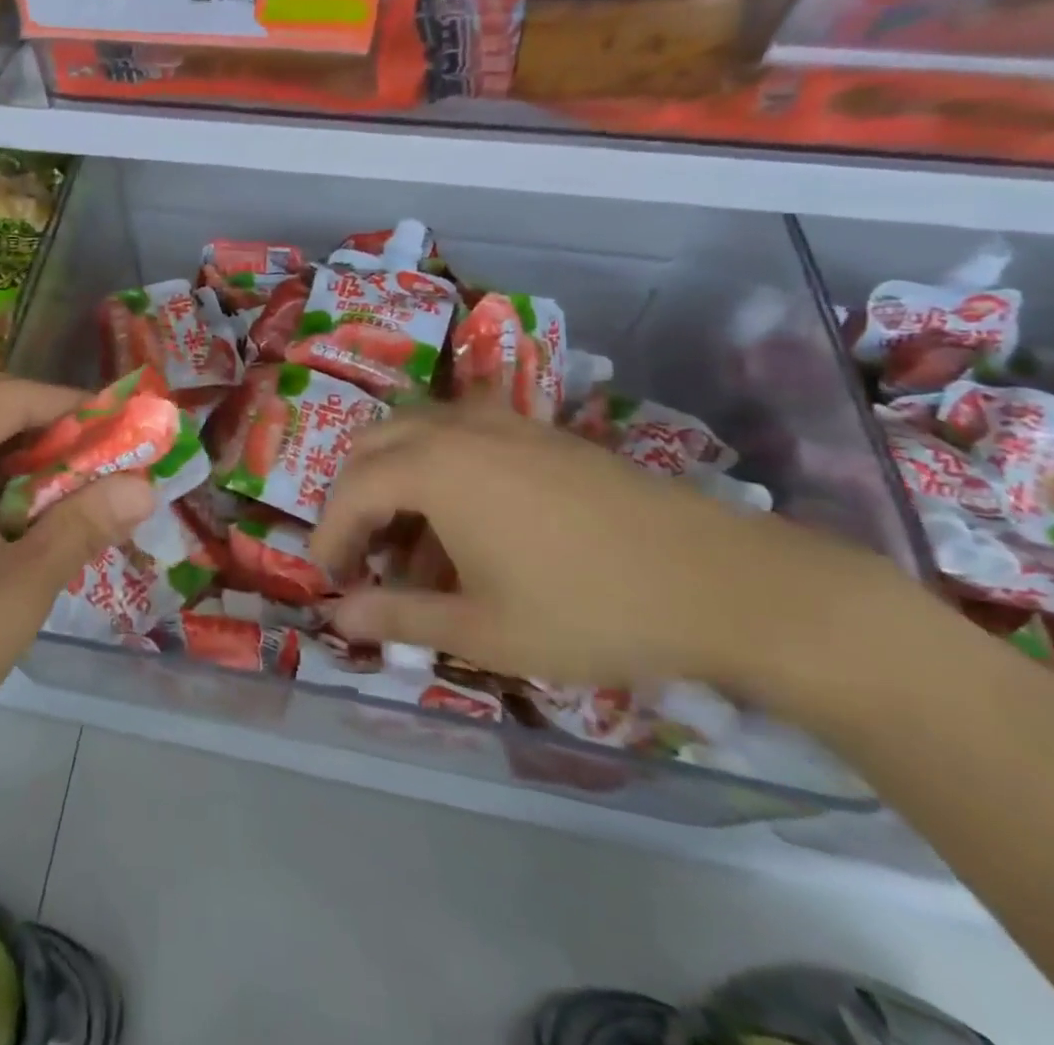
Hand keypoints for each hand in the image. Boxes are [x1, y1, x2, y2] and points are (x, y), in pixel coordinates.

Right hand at [311, 401, 882, 696]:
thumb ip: (399, 617)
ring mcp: (504, 424)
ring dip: (396, 478)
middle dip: (354, 496)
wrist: (724, 582)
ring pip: (418, 432)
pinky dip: (439, 468)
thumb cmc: (589, 609)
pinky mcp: (542, 433)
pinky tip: (468, 521)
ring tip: (412, 542)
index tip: (329, 578)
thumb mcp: (483, 629)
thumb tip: (338, 617)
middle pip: (375, 445)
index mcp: (434, 467)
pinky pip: (463, 435)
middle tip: (361, 553)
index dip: (330, 534)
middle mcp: (458, 429)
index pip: (352, 490)